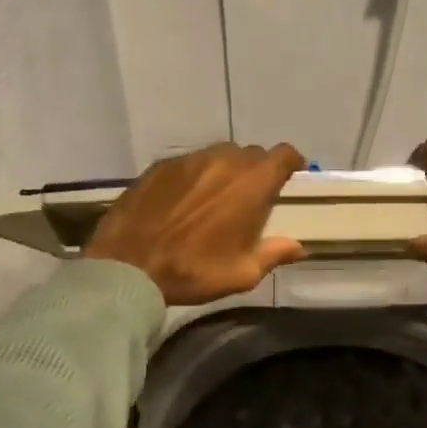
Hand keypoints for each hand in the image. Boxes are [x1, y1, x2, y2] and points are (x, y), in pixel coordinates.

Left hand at [84, 143, 307, 303]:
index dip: (291, 163)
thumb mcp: (242, 273)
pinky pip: (189, 163)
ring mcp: (189, 160)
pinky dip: (196, 176)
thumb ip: (274, 254)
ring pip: (219, 155)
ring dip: (226, 171)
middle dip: (257, 170)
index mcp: (251, 184)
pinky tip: (185, 201)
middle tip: (252, 196)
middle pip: (251, 154)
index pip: (283, 155)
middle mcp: (223, 161)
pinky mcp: (160, 166)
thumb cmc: (193, 271)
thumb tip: (298, 246)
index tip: (291, 175)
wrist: (128, 267)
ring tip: (217, 198)